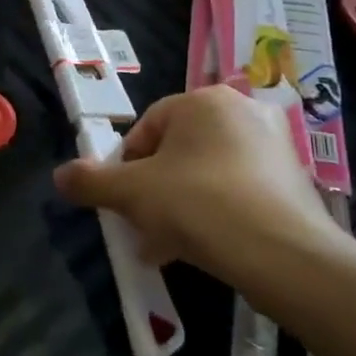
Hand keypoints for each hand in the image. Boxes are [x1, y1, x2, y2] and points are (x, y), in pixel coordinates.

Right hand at [54, 86, 352, 291]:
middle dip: (153, 191)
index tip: (121, 201)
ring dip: (180, 207)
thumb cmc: (198, 204)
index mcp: (203, 100)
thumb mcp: (131, 193)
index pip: (147, 128)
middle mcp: (243, 111)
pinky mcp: (294, 181)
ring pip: (207, 174)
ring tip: (166, 246)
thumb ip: (90, 181)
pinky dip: (216, 214)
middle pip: (178, 152)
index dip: (125, 167)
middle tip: (141, 226)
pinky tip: (203, 249)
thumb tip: (60, 175)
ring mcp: (275, 146)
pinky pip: (239, 191)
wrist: (284, 255)